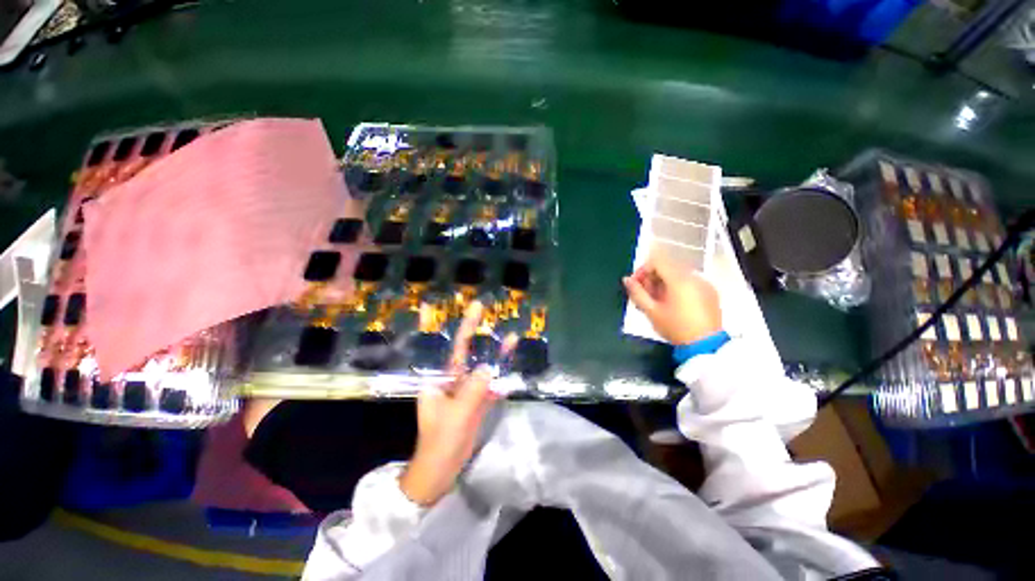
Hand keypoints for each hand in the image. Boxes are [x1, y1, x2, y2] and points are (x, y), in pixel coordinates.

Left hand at [399, 302, 513, 506]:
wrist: (442, 471)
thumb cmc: (441, 443)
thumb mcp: (456, 417)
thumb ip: (472, 391)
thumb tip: (487, 368)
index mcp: (438, 380)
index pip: (440, 349)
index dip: (434, 326)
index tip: (430, 304)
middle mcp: (451, 379)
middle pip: (464, 351)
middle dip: (472, 329)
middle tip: (479, 306)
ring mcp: (465, 390)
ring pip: (481, 366)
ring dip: (496, 353)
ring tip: (512, 337)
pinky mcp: (476, 401)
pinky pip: (490, 384)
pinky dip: (500, 375)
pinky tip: (512, 364)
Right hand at [623, 250, 721, 344]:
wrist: (705, 346)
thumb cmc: (676, 328)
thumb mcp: (651, 312)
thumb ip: (637, 293)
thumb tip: (626, 280)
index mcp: (679, 279)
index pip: (657, 261)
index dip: (642, 270)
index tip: (636, 284)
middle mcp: (693, 277)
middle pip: (667, 267)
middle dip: (652, 278)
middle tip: (644, 295)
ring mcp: (704, 284)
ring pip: (677, 275)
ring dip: (663, 283)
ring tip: (656, 302)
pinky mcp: (710, 292)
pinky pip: (688, 282)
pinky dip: (676, 288)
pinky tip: (671, 304)